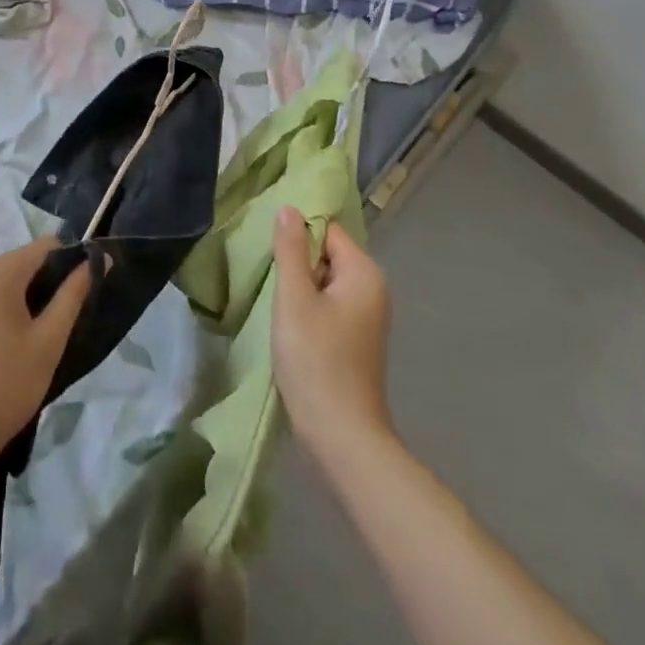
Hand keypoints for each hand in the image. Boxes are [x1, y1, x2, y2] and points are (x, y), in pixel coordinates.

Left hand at [0, 236, 91, 474]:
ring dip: (29, 299)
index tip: (87, 294)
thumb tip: (96, 259)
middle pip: (26, 261)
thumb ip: (74, 294)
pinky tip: (13, 346)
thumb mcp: (49, 340)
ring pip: (8, 281)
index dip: (73, 263)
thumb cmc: (5, 384)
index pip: (48, 246)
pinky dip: (7, 310)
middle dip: (50, 284)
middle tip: (65, 324)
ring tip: (41, 338)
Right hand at [272, 207, 394, 465]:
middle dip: (298, 263)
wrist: (342, 435)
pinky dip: (310, 309)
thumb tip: (290, 209)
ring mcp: (369, 316)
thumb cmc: (316, 360)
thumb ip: (291, 249)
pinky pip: (331, 305)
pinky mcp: (359, 339)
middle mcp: (374, 288)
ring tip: (277, 304)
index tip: (271, 253)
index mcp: (364, 272)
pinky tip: (292, 327)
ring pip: (326, 282)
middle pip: (328, 254)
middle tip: (271, 280)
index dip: (298, 237)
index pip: (327, 230)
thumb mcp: (294, 298)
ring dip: (301, 288)